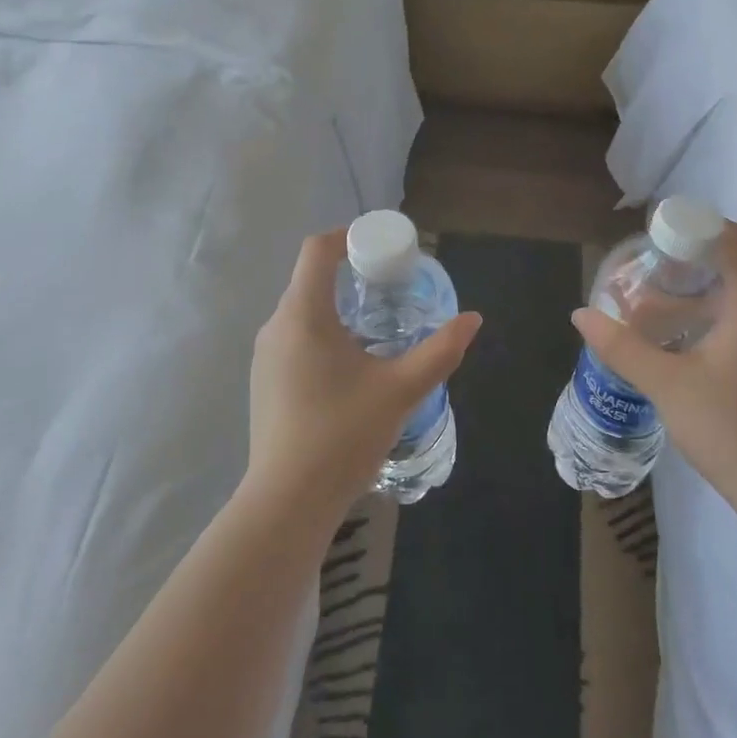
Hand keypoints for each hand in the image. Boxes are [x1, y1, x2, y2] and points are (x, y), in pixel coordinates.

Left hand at [247, 229, 481, 516]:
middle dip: (350, 274)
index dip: (348, 236)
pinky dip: (322, 333)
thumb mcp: (402, 390)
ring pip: (302, 311)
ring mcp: (265, 356)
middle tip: (391, 286)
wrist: (288, 501)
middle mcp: (276, 326)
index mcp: (303, 315)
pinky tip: (350, 366)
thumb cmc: (344, 434)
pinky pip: (294, 339)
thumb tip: (472, 319)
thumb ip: (440, 350)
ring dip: (337, 306)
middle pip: (309, 278)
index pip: (317, 250)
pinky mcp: (264, 382)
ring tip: (377, 326)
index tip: (381, 247)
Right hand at [571, 221, 736, 508]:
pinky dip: (707, 321)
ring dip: (693, 297)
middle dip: (685, 264)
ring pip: (735, 301)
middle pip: (732, 269)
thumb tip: (581, 315)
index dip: (698, 227)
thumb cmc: (728, 428)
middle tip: (643, 273)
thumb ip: (621, 346)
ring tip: (650, 310)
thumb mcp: (665, 384)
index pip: (735, 242)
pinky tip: (676, 346)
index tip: (658, 235)